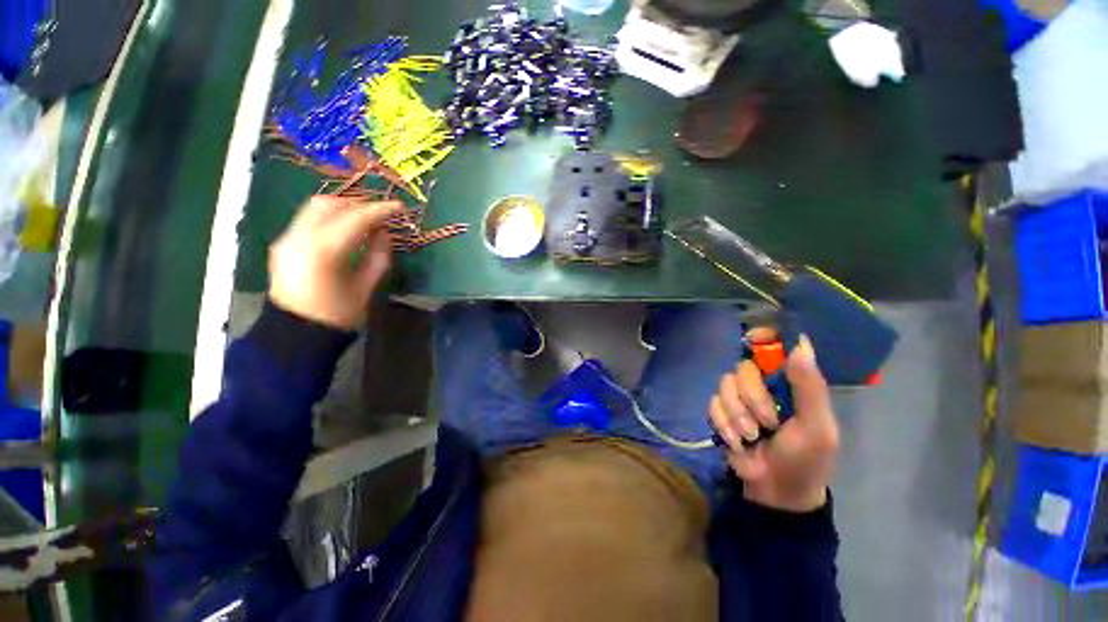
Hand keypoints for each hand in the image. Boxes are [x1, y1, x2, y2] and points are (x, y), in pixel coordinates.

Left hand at [268, 196, 402, 329]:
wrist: (295, 333)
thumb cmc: (336, 315)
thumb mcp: (365, 288)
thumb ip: (377, 258)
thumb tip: (385, 235)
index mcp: (324, 251)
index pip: (355, 218)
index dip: (380, 210)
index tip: (399, 207)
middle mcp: (300, 237)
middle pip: (330, 204)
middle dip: (358, 204)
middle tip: (380, 214)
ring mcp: (287, 239)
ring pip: (315, 208)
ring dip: (343, 209)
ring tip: (364, 221)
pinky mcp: (283, 244)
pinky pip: (307, 220)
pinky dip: (329, 219)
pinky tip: (345, 232)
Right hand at [709, 331, 839, 512]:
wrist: (775, 491)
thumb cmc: (806, 459)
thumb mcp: (817, 427)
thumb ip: (809, 388)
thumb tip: (800, 345)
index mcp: (790, 382)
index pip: (773, 346)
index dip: (762, 337)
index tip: (753, 339)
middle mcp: (762, 383)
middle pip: (743, 368)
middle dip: (752, 399)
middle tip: (768, 423)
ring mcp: (738, 396)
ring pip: (724, 385)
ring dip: (738, 416)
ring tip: (752, 437)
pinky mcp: (721, 411)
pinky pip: (713, 404)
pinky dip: (724, 424)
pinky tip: (737, 441)